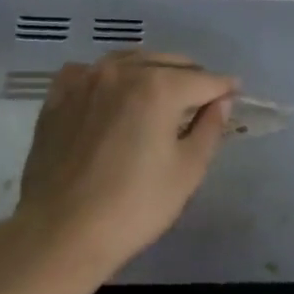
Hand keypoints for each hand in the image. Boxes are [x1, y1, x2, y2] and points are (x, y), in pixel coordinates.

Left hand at [10, 51, 238, 277]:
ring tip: (163, 93)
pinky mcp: (57, 98)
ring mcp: (84, 80)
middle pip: (167, 63)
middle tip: (203, 99)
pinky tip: (113, 94)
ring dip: (152, 72)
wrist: (60, 232)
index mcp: (158, 87)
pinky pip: (90, 73)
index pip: (204, 80)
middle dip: (191, 77)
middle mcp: (121, 71)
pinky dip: (110, 77)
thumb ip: (210, 128)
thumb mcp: (187, 171)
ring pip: (129, 62)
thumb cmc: (134, 206)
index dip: (225, 88)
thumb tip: (221, 101)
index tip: (237, 93)